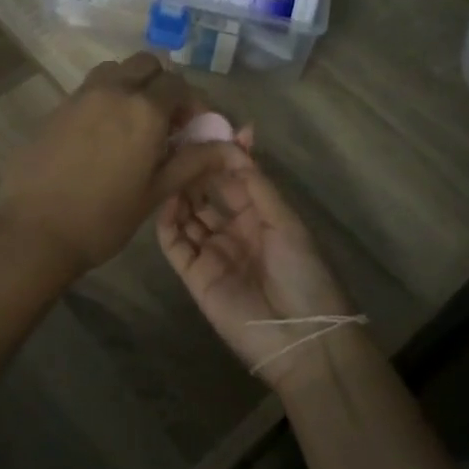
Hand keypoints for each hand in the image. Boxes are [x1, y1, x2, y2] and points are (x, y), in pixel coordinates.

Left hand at [0, 53, 237, 280]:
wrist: (34, 230)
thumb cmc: (104, 217)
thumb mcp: (156, 191)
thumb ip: (193, 162)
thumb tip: (230, 148)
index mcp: (144, 109)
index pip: (179, 84)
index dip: (192, 102)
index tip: (192, 128)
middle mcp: (113, 90)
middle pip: (147, 64)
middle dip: (162, 84)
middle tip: (165, 121)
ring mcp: (80, 95)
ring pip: (115, 70)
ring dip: (131, 84)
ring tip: (133, 123)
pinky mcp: (57, 107)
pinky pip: (90, 88)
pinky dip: (105, 98)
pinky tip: (102, 135)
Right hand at [157, 152, 358, 388]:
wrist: (300, 337)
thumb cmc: (302, 272)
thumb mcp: (285, 221)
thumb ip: (256, 185)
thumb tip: (234, 144)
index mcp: (261, 217)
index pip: (235, 180)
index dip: (223, 158)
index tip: (207, 131)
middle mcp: (234, 231)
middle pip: (208, 195)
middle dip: (196, 171)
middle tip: (179, 145)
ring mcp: (212, 252)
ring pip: (187, 215)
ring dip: (179, 192)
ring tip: (170, 167)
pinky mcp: (194, 275)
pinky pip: (174, 243)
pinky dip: (167, 221)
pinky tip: (167, 199)